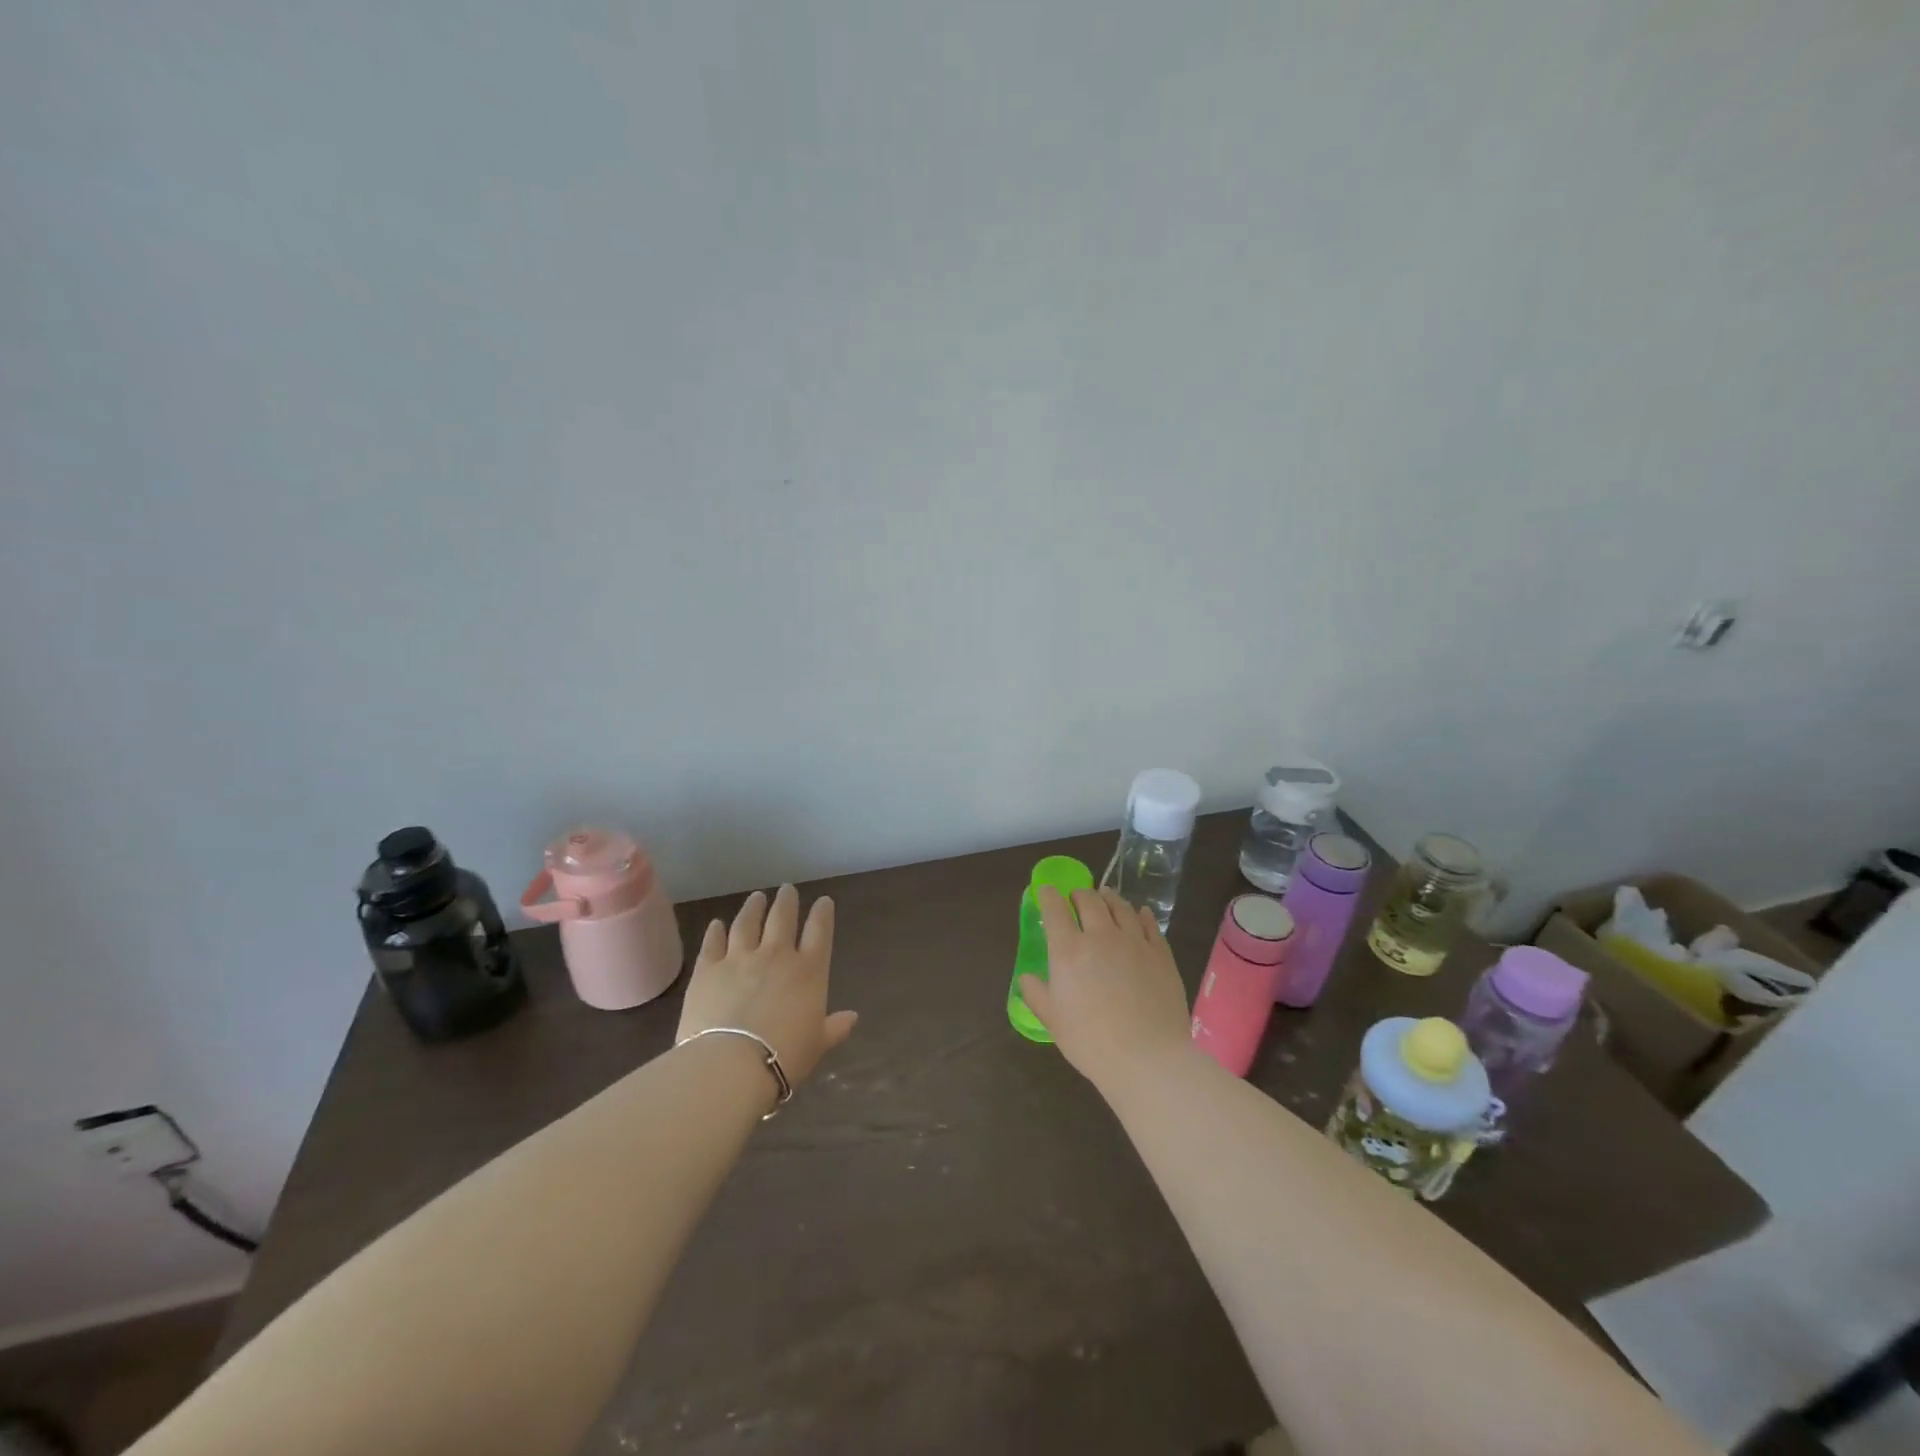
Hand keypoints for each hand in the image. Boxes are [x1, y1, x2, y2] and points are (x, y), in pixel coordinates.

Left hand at [677, 885, 857, 1088]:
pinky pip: (713, 943)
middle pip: (782, 918)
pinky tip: (717, 924)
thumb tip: (852, 1018)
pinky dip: (716, 931)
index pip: (819, 931)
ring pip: (747, 923)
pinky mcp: (707, 968)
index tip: (824, 901)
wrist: (731, 1064)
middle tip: (787, 889)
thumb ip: (834, 1028)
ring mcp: (739, 958)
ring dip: (753, 907)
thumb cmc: (784, 1057)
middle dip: (787, 901)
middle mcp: (776, 955)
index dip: (822, 914)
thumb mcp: (817, 1045)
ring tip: (756, 897)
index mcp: (808, 971)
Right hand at [1017, 886, 1193, 1095]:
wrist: (1148, 1058)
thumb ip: (1036, 994)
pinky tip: (1140, 913)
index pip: (1055, 909)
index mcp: (1069, 950)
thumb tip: (1026, 977)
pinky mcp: (1161, 954)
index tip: (1046, 891)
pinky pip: (1150, 924)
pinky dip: (1141, 914)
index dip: (1048, 895)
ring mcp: (1134, 942)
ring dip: (1109, 898)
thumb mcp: (1052, 1021)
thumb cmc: (1091, 1042)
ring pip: (1121, 907)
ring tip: (1105, 896)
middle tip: (1076, 898)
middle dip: (1079, 894)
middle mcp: (1101, 936)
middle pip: (1089, 900)